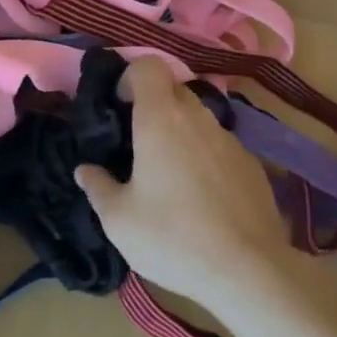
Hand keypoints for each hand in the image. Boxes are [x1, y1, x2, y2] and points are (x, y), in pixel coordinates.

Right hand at [74, 55, 295, 314]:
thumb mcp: (120, 221)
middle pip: (173, 89)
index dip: (131, 77)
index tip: (120, 105)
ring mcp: (229, 138)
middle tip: (138, 142)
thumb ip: (98, 188)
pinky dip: (205, 156)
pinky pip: (220, 145)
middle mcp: (197, 117)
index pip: (149, 65)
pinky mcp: (251, 163)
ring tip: (170, 174)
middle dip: (154, 105)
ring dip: (181, 131)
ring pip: (198, 117)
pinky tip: (202, 196)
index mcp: (161, 118)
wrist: (249, 270)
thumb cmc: (173, 237)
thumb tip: (85, 170)